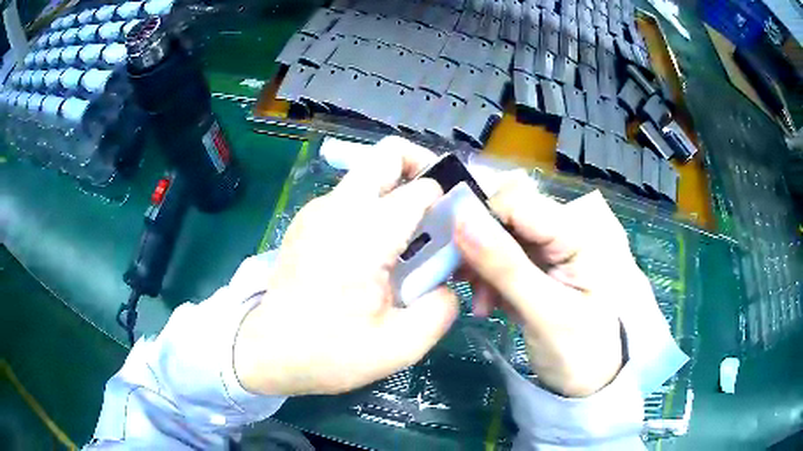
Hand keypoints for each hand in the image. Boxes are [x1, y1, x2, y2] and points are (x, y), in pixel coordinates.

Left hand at [233, 137, 458, 395]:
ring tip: (407, 242)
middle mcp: (338, 207)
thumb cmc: (328, 353)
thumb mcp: (400, 346)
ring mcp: (318, 210)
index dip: (449, 204)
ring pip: (369, 174)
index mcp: (364, 233)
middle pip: (389, 154)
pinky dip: (374, 209)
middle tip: (437, 211)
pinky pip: (351, 197)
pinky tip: (374, 254)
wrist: (266, 352)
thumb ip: (441, 309)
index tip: (456, 232)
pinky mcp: (307, 220)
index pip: (422, 188)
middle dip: (421, 168)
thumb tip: (448, 284)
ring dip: (397, 193)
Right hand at [454, 173, 642, 397]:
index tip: (454, 252)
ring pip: (501, 236)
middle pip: (507, 215)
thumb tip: (461, 220)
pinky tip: (489, 304)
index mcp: (579, 232)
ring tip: (482, 304)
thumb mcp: (546, 314)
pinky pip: (504, 257)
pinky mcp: (542, 266)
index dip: (481, 218)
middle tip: (466, 284)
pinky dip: (490, 278)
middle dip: (480, 246)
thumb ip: (505, 266)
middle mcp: (567, 229)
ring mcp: (554, 248)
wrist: (596, 382)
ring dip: (482, 266)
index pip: (519, 201)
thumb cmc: (581, 352)